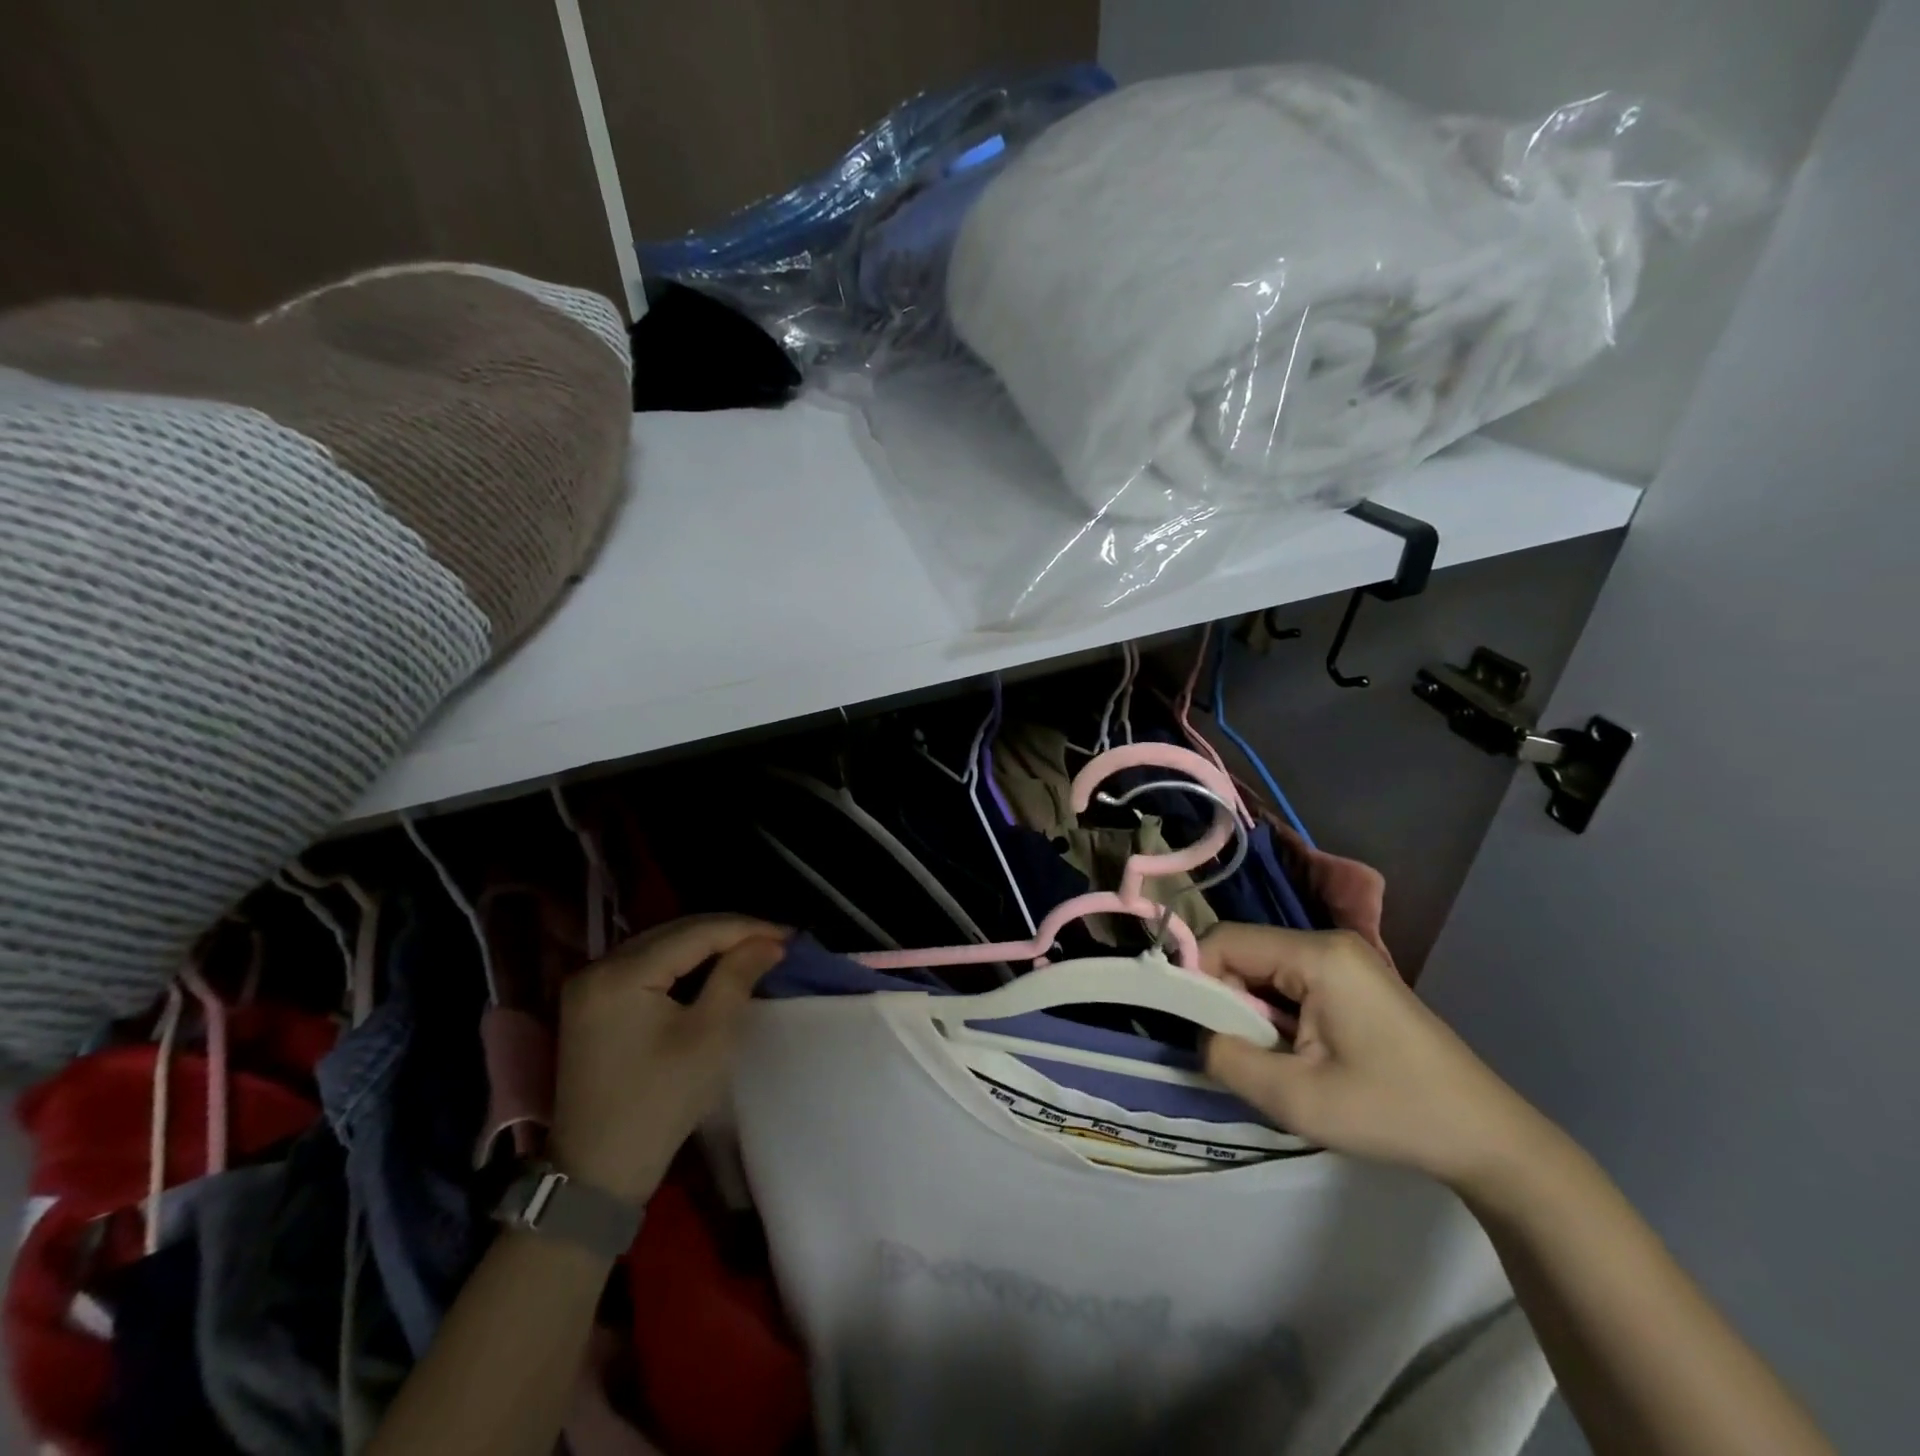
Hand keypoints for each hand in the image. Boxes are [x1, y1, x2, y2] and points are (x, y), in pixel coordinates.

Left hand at [550, 915, 787, 1203]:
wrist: (598, 1172)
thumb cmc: (661, 1103)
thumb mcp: (710, 1036)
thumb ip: (738, 976)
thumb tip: (769, 941)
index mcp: (621, 974)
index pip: (694, 932)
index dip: (745, 928)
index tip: (789, 935)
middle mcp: (598, 967)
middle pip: (675, 932)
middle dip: (728, 932)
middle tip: (775, 940)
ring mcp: (589, 984)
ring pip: (661, 945)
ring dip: (707, 944)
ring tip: (752, 948)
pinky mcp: (591, 1002)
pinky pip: (646, 964)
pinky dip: (683, 962)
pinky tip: (713, 967)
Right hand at [1201, 924, 1554, 1190]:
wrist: (1488, 1140)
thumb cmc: (1392, 1113)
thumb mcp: (1297, 1099)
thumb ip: (1228, 1058)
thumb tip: (1197, 1035)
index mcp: (1317, 955)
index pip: (1226, 941)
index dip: (1196, 977)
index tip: (1194, 1027)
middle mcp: (1329, 943)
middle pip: (1245, 952)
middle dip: (1225, 998)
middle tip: (1234, 1052)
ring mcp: (1345, 960)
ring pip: (1265, 969)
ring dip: (1251, 1010)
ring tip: (1267, 1060)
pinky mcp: (1353, 981)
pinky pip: (1290, 982)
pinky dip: (1276, 1014)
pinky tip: (1292, 1054)